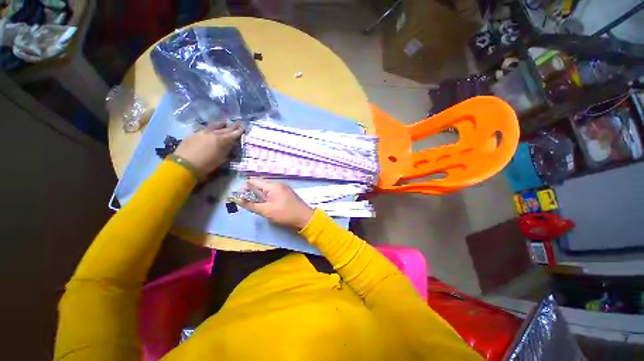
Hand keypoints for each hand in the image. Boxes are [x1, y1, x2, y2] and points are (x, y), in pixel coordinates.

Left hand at [174, 122, 242, 178]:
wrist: (185, 164)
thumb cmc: (206, 165)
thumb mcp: (221, 159)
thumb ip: (227, 151)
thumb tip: (230, 146)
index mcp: (222, 141)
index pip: (233, 134)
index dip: (239, 131)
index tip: (243, 127)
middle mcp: (213, 134)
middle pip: (224, 129)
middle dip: (232, 126)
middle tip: (238, 122)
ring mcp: (202, 133)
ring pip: (214, 127)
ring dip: (221, 124)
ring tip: (225, 121)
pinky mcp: (193, 134)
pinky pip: (205, 129)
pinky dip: (210, 128)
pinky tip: (211, 129)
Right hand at [238, 179, 314, 229]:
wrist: (304, 217)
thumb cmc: (285, 214)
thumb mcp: (266, 211)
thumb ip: (251, 205)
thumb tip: (237, 199)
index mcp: (272, 185)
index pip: (254, 180)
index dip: (245, 187)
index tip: (241, 197)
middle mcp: (278, 183)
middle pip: (260, 183)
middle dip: (252, 192)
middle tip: (250, 203)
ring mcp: (283, 187)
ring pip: (267, 188)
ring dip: (260, 194)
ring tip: (259, 205)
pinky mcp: (286, 192)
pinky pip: (273, 191)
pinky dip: (268, 196)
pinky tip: (268, 204)